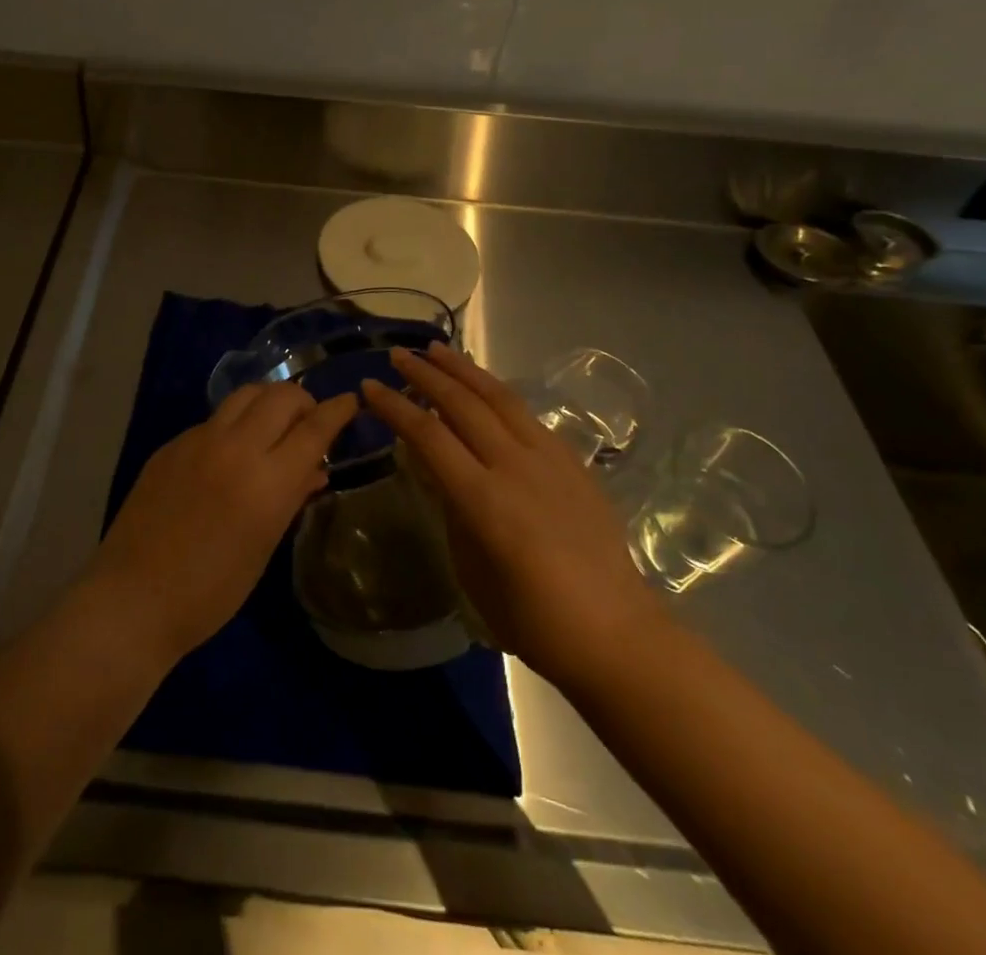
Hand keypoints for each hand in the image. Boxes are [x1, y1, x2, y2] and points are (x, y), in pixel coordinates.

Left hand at [90, 382, 356, 664]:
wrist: (134, 597)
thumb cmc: (210, 590)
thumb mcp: (263, 547)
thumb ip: (292, 499)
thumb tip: (316, 470)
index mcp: (267, 480)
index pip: (314, 428)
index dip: (337, 411)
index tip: (350, 401)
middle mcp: (236, 447)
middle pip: (281, 396)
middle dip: (303, 401)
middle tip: (308, 423)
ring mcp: (198, 440)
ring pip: (245, 395)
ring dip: (269, 401)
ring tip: (273, 426)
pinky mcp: (172, 444)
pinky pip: (214, 418)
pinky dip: (234, 424)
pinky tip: (230, 454)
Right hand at [362, 344, 664, 686]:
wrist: (616, 634)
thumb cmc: (533, 619)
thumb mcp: (472, 571)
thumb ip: (453, 513)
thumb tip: (440, 474)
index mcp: (484, 500)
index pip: (428, 436)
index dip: (395, 407)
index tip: (369, 387)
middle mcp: (515, 467)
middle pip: (462, 404)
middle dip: (426, 375)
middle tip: (399, 355)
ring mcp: (549, 460)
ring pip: (499, 398)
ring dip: (464, 370)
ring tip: (438, 350)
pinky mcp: (573, 463)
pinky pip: (527, 416)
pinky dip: (497, 394)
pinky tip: (486, 390)